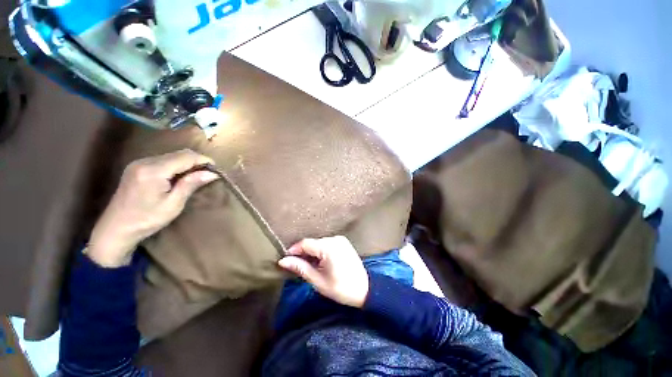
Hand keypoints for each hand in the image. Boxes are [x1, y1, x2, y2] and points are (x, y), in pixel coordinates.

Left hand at [87, 149, 219, 266]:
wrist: (115, 228)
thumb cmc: (146, 220)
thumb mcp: (173, 204)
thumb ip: (190, 184)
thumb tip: (212, 174)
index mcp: (153, 171)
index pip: (185, 157)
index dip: (203, 160)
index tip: (216, 169)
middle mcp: (145, 161)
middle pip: (178, 153)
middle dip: (197, 160)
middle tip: (209, 173)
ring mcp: (139, 163)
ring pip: (171, 155)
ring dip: (187, 162)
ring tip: (197, 175)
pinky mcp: (137, 167)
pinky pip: (163, 160)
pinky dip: (176, 165)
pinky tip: (181, 176)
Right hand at [278, 236, 368, 307]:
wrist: (364, 289)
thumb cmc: (340, 288)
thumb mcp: (318, 280)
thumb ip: (300, 267)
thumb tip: (283, 261)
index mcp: (328, 247)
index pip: (305, 243)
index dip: (294, 250)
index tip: (286, 259)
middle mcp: (334, 239)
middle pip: (313, 243)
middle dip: (303, 253)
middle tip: (297, 265)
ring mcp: (340, 239)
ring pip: (319, 243)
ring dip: (312, 252)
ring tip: (308, 265)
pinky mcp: (343, 242)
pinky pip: (327, 243)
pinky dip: (321, 251)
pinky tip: (319, 261)